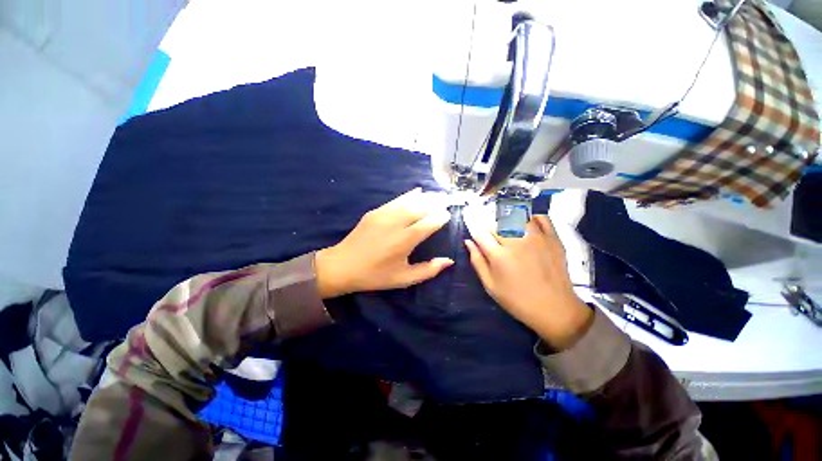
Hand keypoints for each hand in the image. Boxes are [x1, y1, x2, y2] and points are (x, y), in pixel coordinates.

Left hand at [315, 188, 454, 297]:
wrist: (342, 265)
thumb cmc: (375, 275)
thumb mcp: (403, 279)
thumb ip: (428, 270)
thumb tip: (449, 261)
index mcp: (405, 240)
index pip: (429, 223)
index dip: (441, 217)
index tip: (449, 215)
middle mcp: (397, 223)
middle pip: (422, 207)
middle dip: (438, 202)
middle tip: (450, 200)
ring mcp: (385, 214)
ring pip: (411, 201)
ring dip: (426, 197)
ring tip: (439, 194)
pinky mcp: (376, 212)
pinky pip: (397, 200)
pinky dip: (409, 195)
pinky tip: (418, 191)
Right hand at [465, 215, 592, 349]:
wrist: (555, 309)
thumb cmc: (517, 300)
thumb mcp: (490, 285)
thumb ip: (477, 261)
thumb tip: (468, 241)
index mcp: (499, 255)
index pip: (480, 232)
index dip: (472, 226)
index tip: (470, 224)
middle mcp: (516, 242)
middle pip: (496, 222)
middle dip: (487, 223)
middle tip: (488, 230)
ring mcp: (536, 237)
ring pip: (516, 216)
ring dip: (506, 217)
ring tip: (504, 223)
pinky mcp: (553, 238)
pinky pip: (540, 217)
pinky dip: (530, 215)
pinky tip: (524, 221)